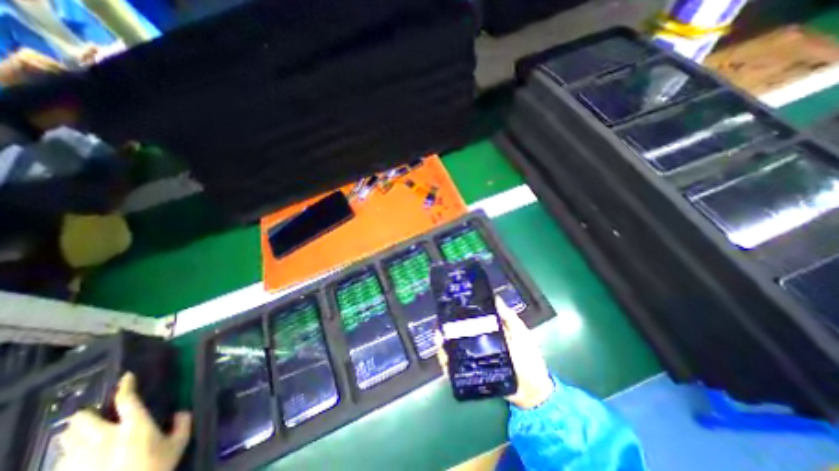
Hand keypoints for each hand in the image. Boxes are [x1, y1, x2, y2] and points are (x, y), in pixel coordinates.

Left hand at [56, 371, 191, 470]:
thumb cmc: (155, 468)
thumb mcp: (179, 444)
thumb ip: (183, 424)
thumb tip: (182, 411)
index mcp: (135, 425)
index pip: (126, 399)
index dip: (126, 385)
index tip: (127, 376)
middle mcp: (104, 437)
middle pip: (81, 419)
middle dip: (85, 414)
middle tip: (96, 413)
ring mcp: (81, 458)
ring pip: (65, 439)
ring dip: (74, 433)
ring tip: (84, 433)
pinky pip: (60, 459)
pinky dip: (68, 454)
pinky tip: (78, 457)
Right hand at [436, 299, 555, 408]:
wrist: (533, 393)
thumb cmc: (529, 359)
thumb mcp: (522, 333)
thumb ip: (510, 317)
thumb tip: (495, 297)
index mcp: (489, 332)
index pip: (472, 320)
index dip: (461, 313)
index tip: (452, 304)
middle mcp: (479, 344)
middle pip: (459, 334)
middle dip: (447, 327)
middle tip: (439, 321)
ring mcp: (475, 360)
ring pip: (455, 350)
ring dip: (444, 343)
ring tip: (438, 336)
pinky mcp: (473, 375)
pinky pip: (457, 369)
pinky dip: (447, 363)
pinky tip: (442, 355)